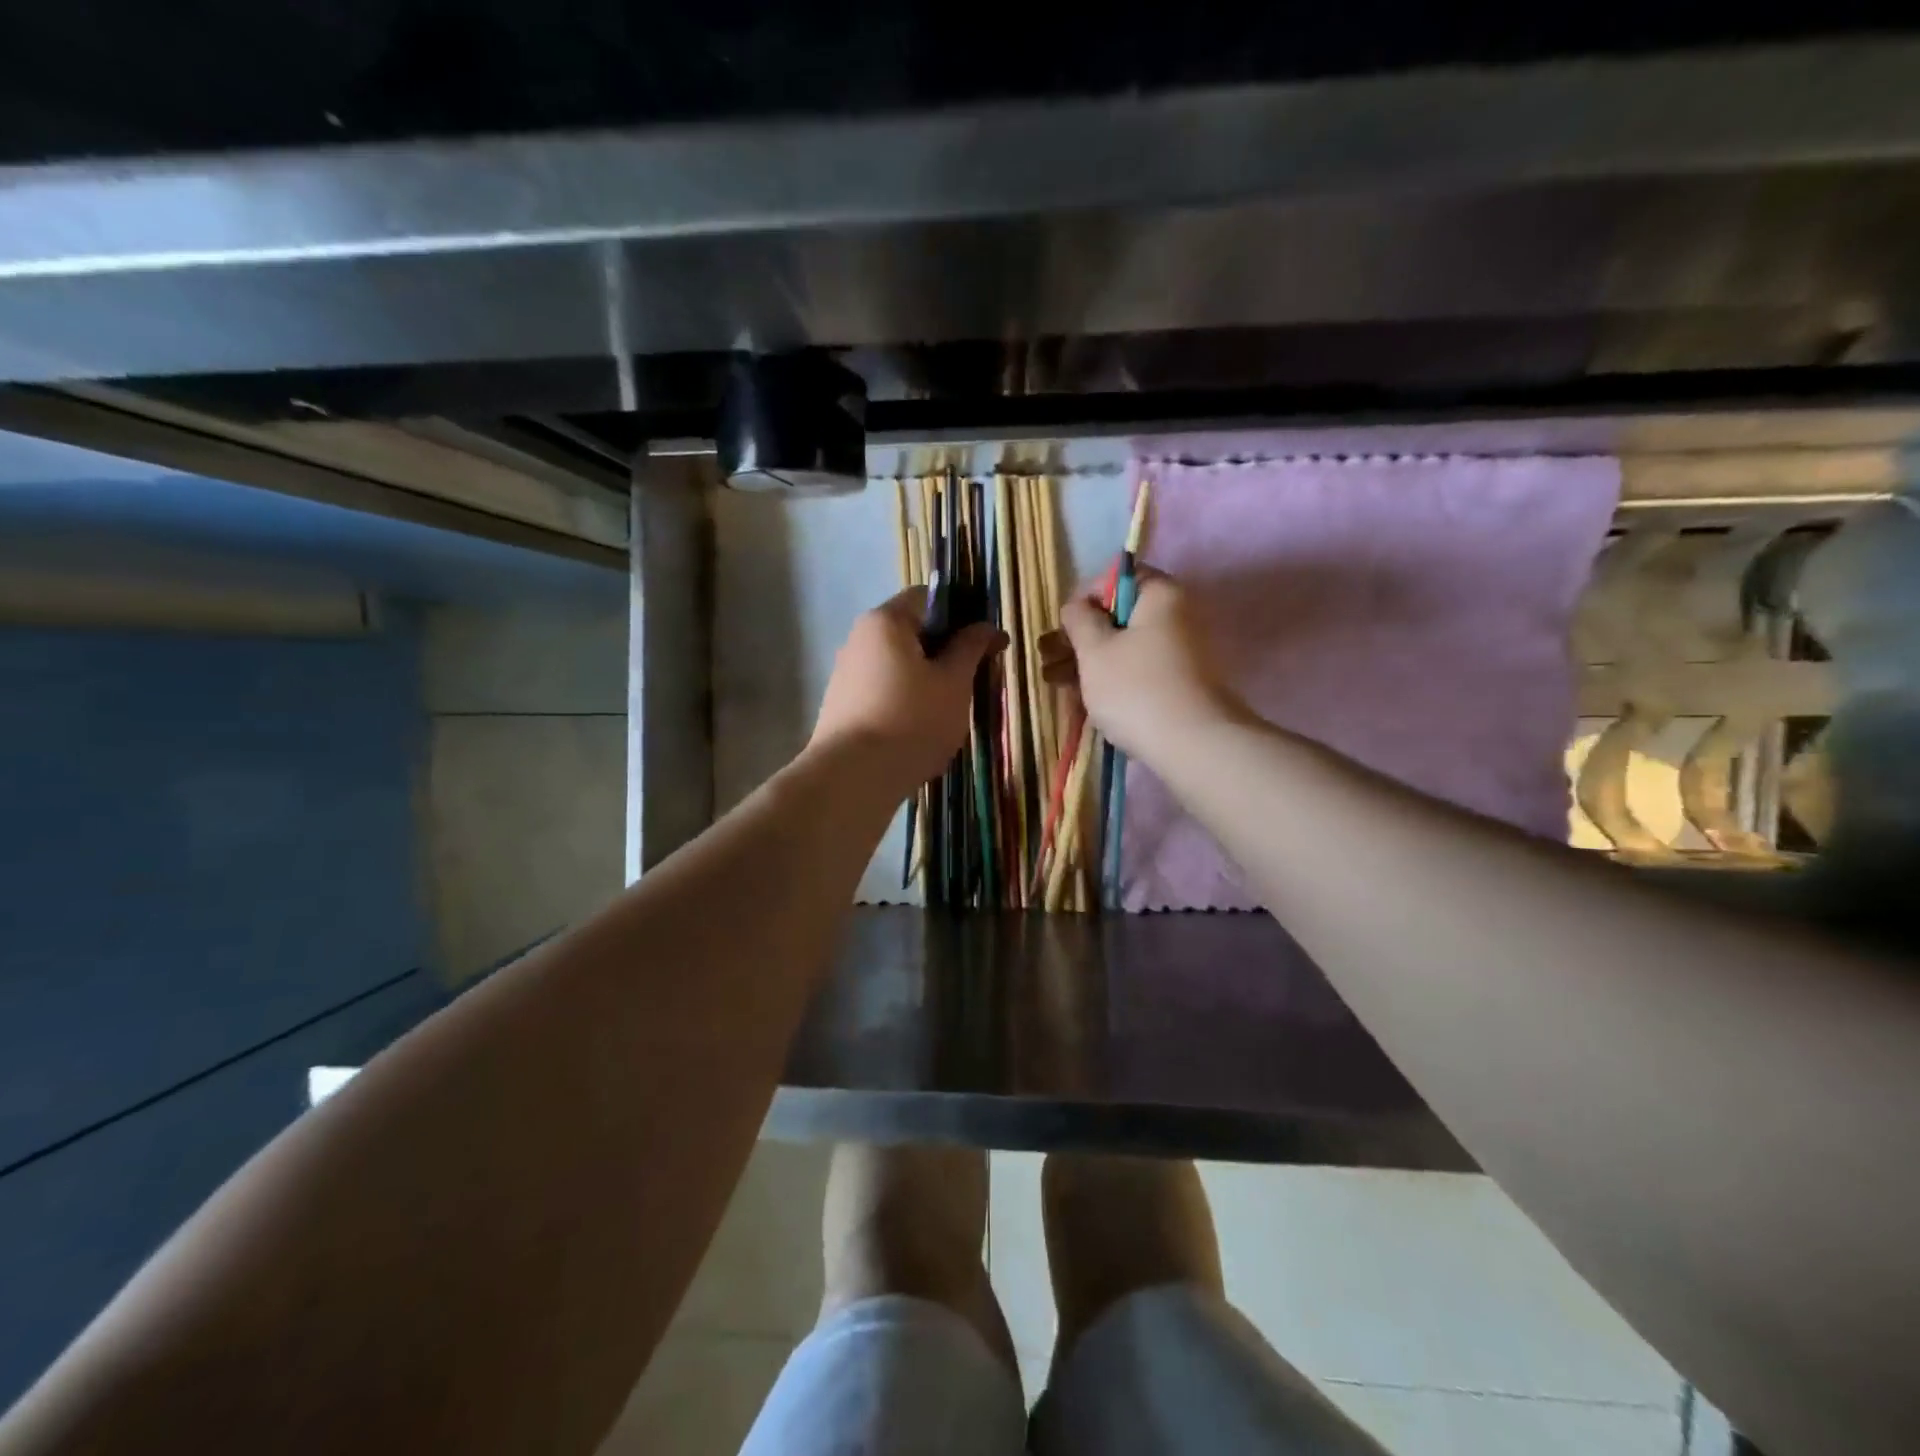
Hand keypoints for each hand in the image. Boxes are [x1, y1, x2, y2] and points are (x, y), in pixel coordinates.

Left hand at [810, 588, 1005, 790]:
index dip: (963, 614)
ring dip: (928, 679)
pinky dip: (907, 701)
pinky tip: (922, 729)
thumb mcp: (954, 682)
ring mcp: (846, 674)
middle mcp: (859, 638)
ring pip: (899, 665)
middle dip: (947, 651)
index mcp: (886, 621)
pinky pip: (884, 691)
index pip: (929, 597)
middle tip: (976, 680)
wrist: (854, 778)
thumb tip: (986, 627)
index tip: (986, 643)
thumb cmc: (912, 720)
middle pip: (913, 632)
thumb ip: (971, 648)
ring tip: (951, 711)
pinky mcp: (842, 706)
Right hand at [1055, 569, 1243, 760]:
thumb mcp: (1094, 650)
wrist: (1191, 745)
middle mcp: (1177, 616)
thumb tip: (1077, 606)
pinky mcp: (1178, 683)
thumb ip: (1079, 620)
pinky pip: (1137, 670)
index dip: (1085, 598)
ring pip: (1125, 647)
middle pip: (1119, 616)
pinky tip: (1081, 696)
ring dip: (1088, 660)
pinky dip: (1110, 678)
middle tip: (1049, 657)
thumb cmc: (1135, 688)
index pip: (1118, 578)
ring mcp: (1180, 652)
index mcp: (1161, 594)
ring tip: (1055, 681)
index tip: (1064, 627)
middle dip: (1081, 637)